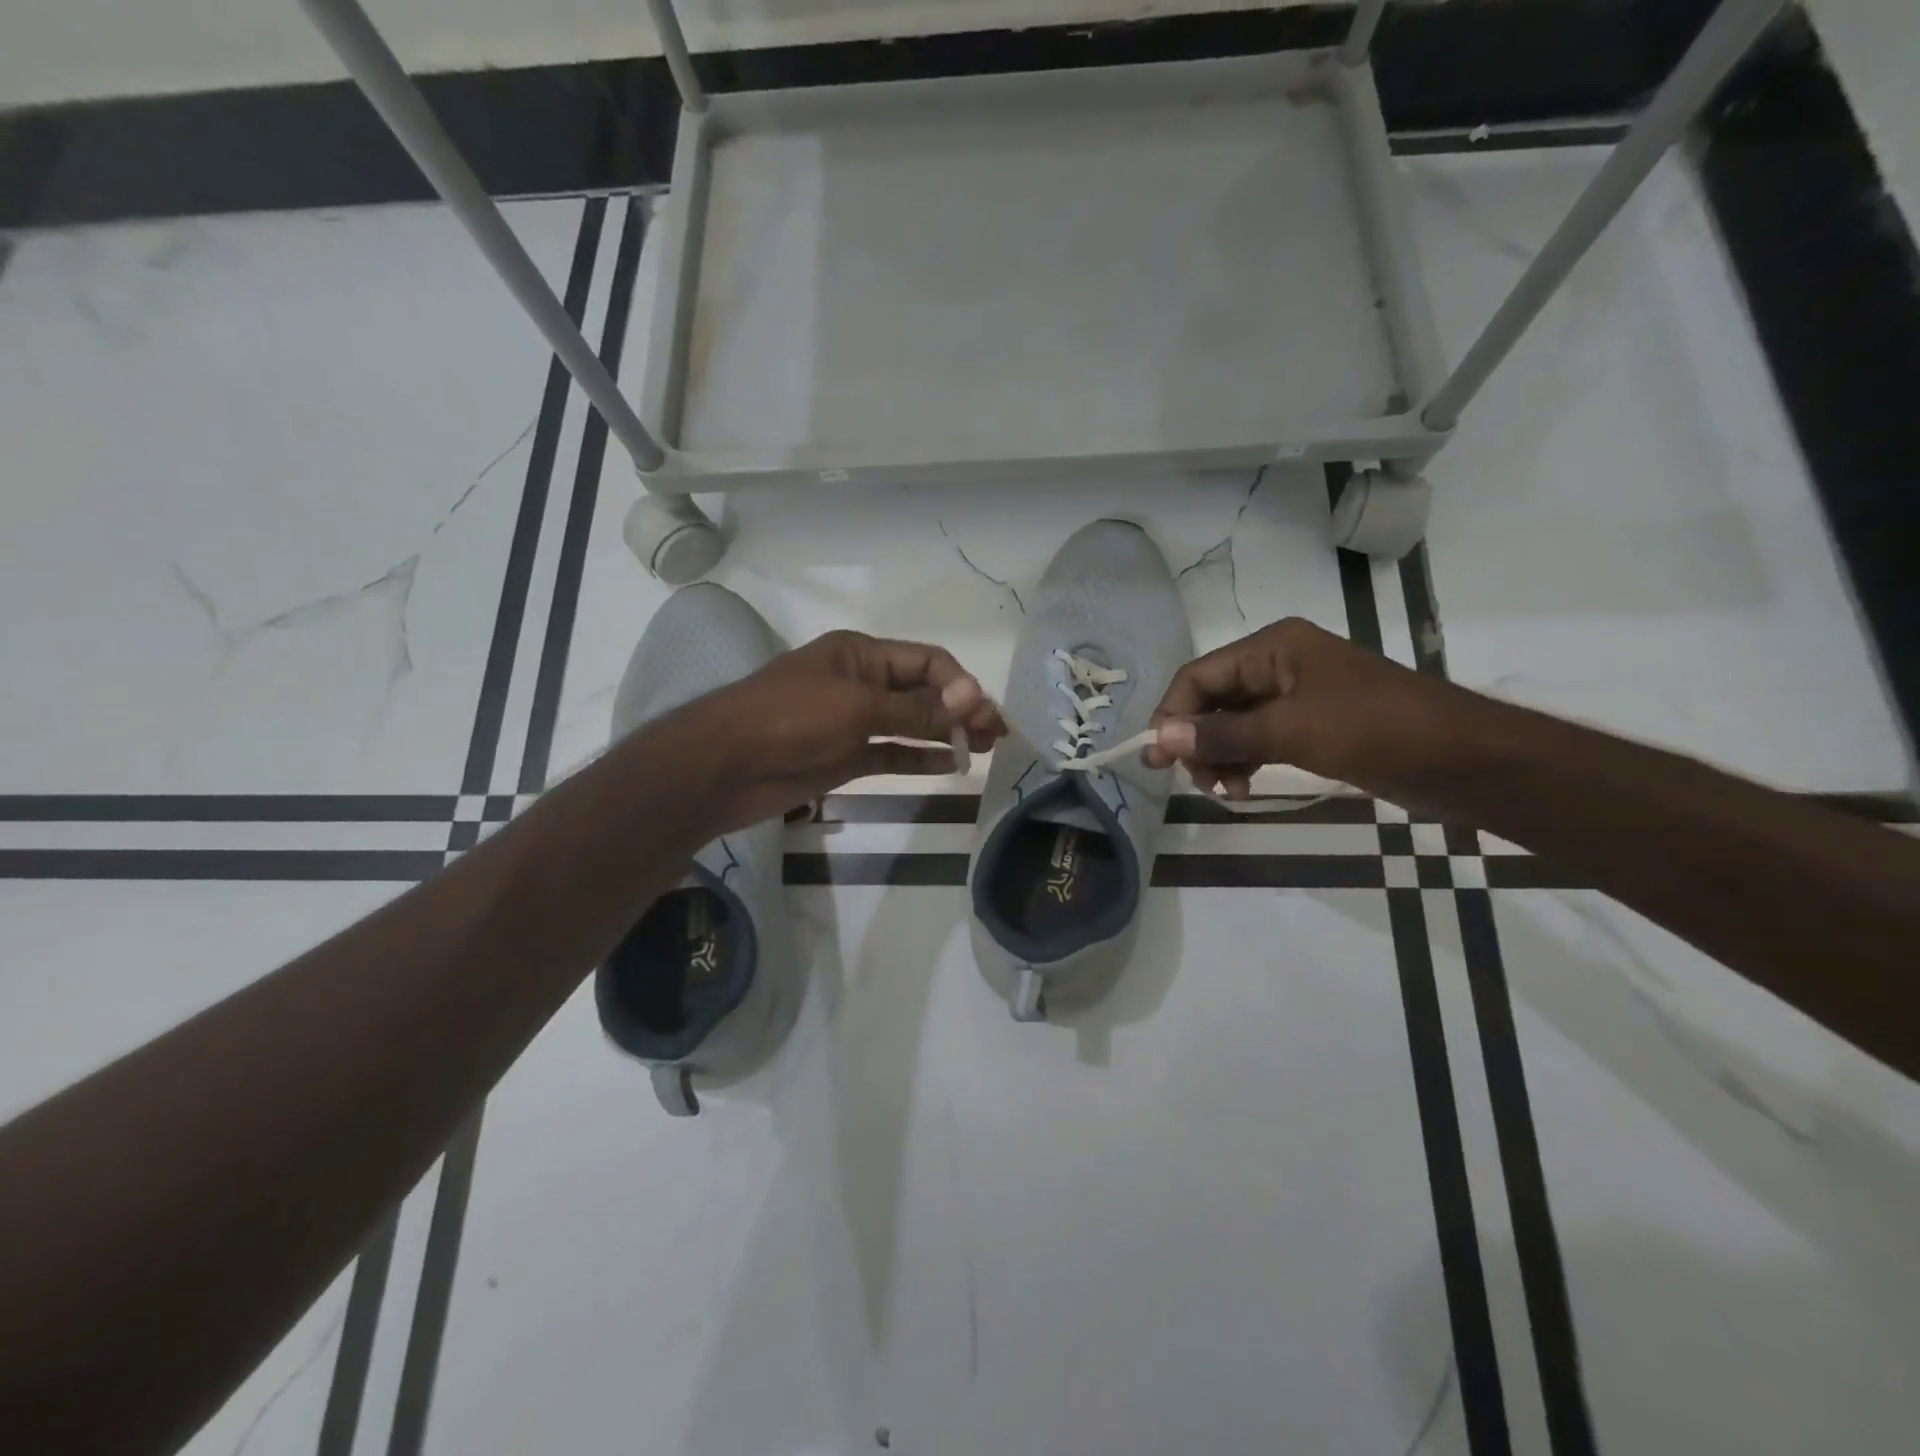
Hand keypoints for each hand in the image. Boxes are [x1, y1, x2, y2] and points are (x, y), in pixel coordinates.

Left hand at [675, 630, 1006, 832]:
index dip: (959, 685)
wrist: (723, 767)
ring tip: (983, 749)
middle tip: (995, 735)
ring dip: (945, 734)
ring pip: (911, 725)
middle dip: (959, 709)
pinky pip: (892, 754)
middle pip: (922, 692)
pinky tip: (949, 766)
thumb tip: (973, 695)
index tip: (983, 715)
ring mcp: (853, 722)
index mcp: (861, 654)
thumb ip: (916, 709)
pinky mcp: (845, 756)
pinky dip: (919, 759)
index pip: (926, 662)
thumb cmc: (790, 720)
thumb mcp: (858, 708)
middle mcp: (861, 683)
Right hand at [1145, 617, 1466, 799]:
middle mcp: (1279, 664)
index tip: (1157, 757)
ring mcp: (1297, 696)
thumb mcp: (1290, 730)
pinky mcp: (1313, 726)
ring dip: (1219, 756)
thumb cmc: (1374, 730)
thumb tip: (1160, 737)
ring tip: (1224, 791)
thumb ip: (1222, 734)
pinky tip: (1243, 788)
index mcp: (1273, 647)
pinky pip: (1260, 740)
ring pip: (1234, 723)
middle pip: (1213, 699)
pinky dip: (1244, 762)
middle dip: (1197, 739)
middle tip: (1195, 781)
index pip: (1199, 676)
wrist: (1464, 760)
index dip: (1172, 713)